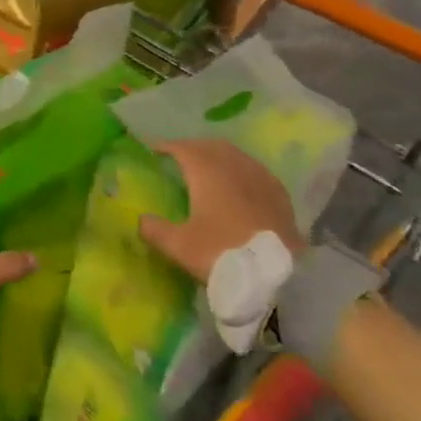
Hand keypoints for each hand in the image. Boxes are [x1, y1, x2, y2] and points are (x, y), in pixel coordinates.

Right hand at [140, 139, 303, 283]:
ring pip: (235, 155)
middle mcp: (234, 166)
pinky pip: (254, 170)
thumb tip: (141, 219)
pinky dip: (240, 170)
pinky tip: (239, 186)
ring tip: (207, 170)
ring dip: (217, 156)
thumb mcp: (179, 246)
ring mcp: (260, 177)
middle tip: (179, 158)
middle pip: (210, 146)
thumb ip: (155, 230)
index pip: (183, 148)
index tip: (154, 149)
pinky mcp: (279, 193)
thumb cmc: (222, 254)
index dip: (167, 146)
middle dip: (193, 148)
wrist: (277, 275)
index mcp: (207, 172)